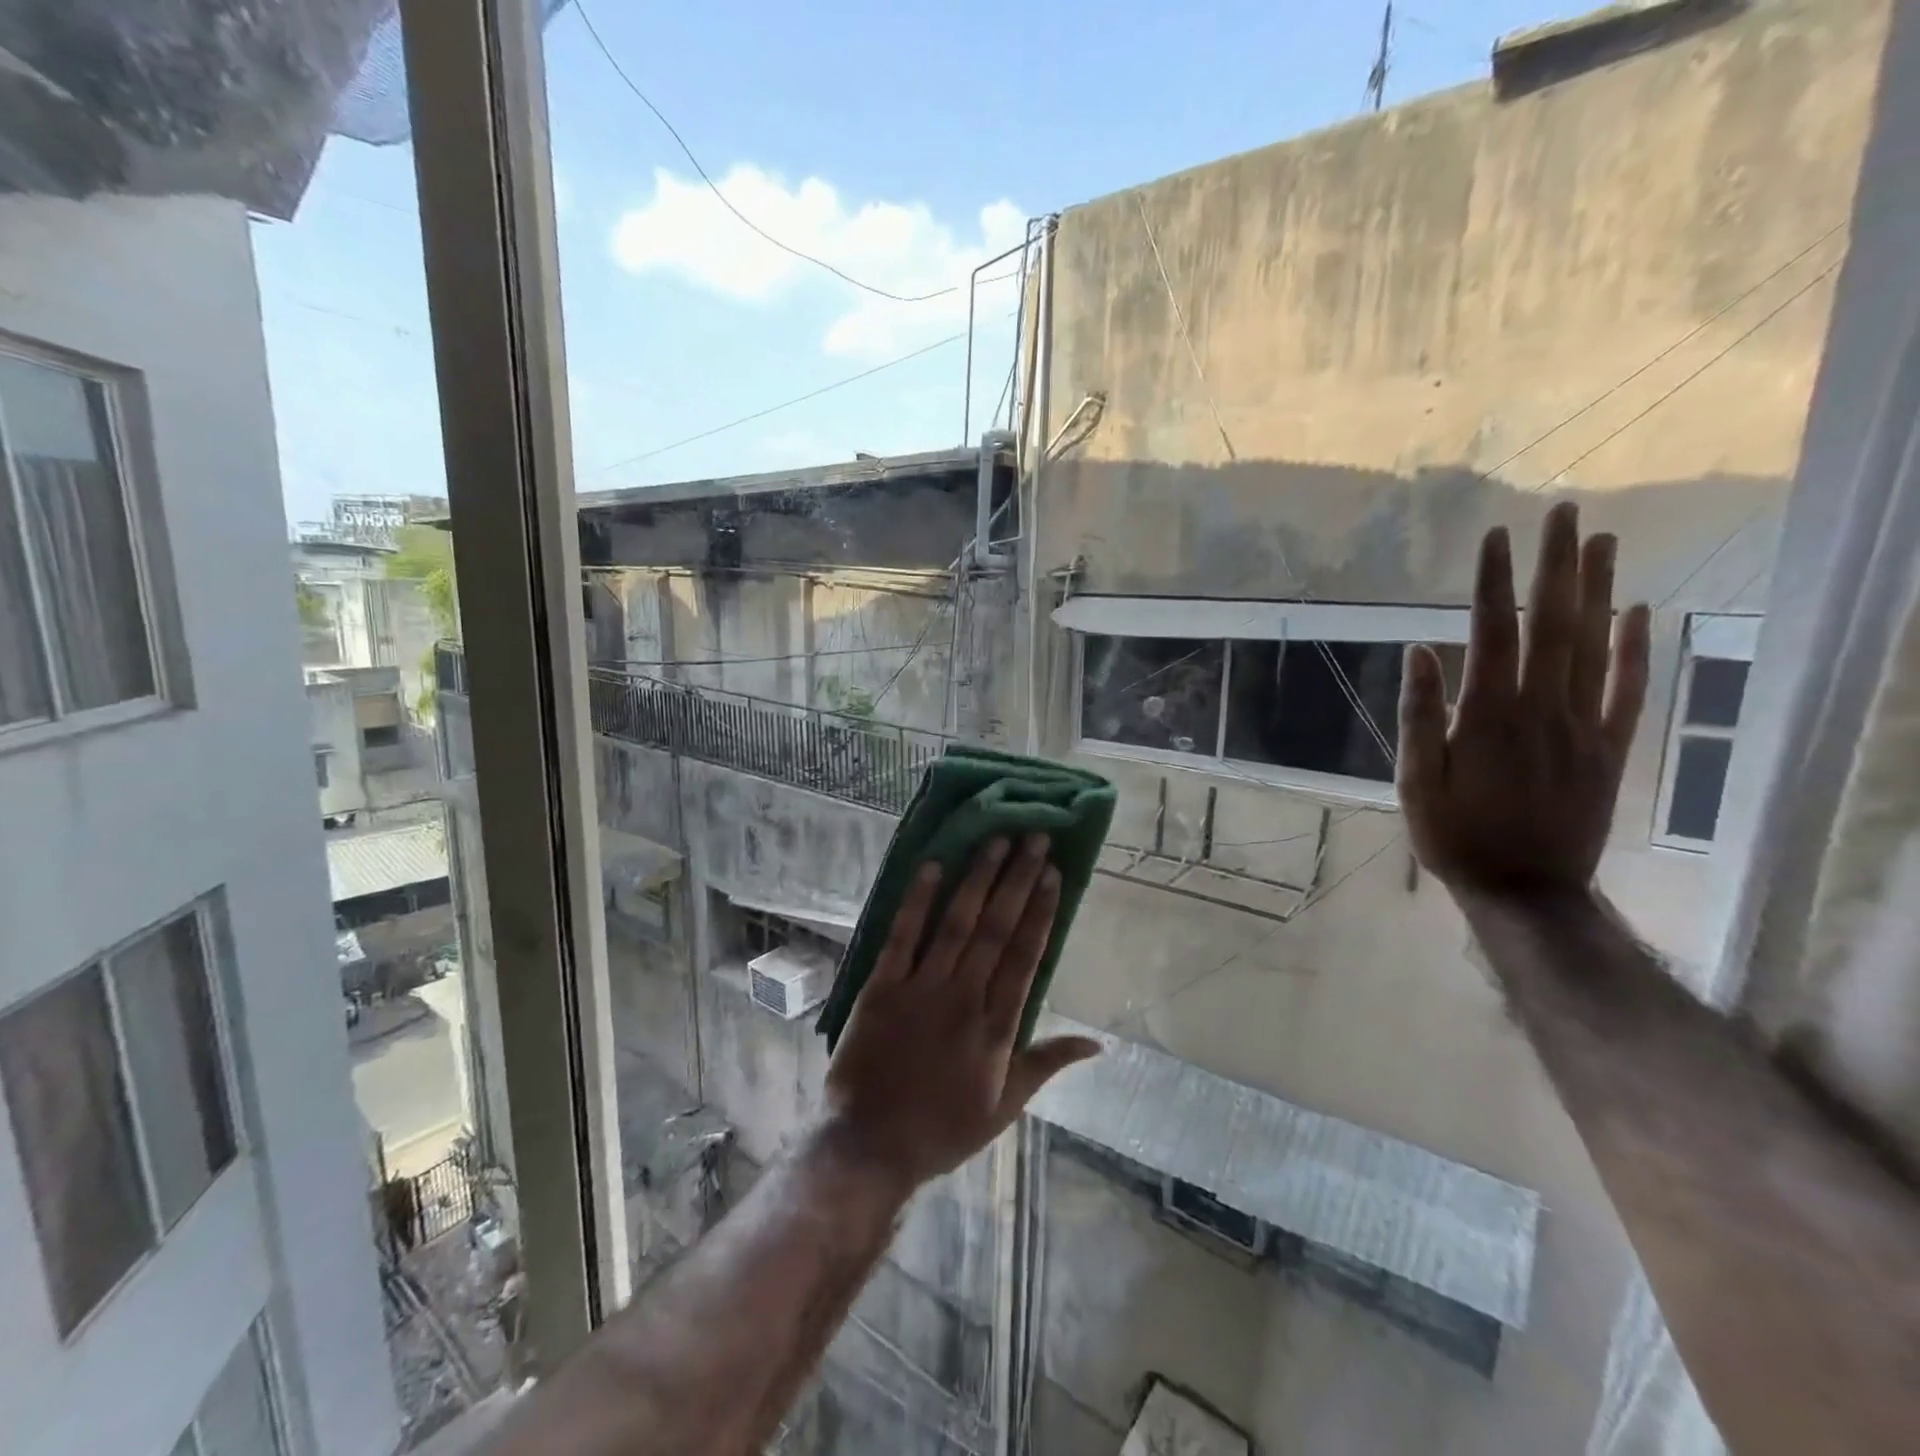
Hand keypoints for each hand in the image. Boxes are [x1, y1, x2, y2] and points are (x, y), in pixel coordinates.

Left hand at [822, 834, 1099, 1190]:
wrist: (870, 1146)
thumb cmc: (942, 1129)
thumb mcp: (1006, 1106)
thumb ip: (1048, 1063)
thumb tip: (1098, 1044)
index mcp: (997, 1027)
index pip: (1027, 956)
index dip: (1041, 911)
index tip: (1054, 873)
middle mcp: (964, 998)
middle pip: (997, 928)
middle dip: (1018, 879)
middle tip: (1034, 838)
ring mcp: (921, 989)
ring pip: (957, 923)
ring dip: (978, 879)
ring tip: (996, 840)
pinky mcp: (881, 987)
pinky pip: (903, 936)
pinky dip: (917, 900)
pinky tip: (933, 866)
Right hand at [1396, 501, 1651, 895]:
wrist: (1525, 889)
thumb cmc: (1455, 835)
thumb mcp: (1415, 782)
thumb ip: (1421, 717)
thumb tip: (1421, 653)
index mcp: (1488, 716)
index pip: (1492, 634)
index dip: (1493, 584)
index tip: (1494, 538)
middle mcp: (1542, 709)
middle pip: (1553, 625)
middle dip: (1556, 567)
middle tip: (1562, 514)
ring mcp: (1584, 726)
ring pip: (1595, 646)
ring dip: (1598, 590)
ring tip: (1602, 541)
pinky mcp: (1610, 748)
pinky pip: (1628, 690)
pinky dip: (1637, 648)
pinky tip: (1640, 611)